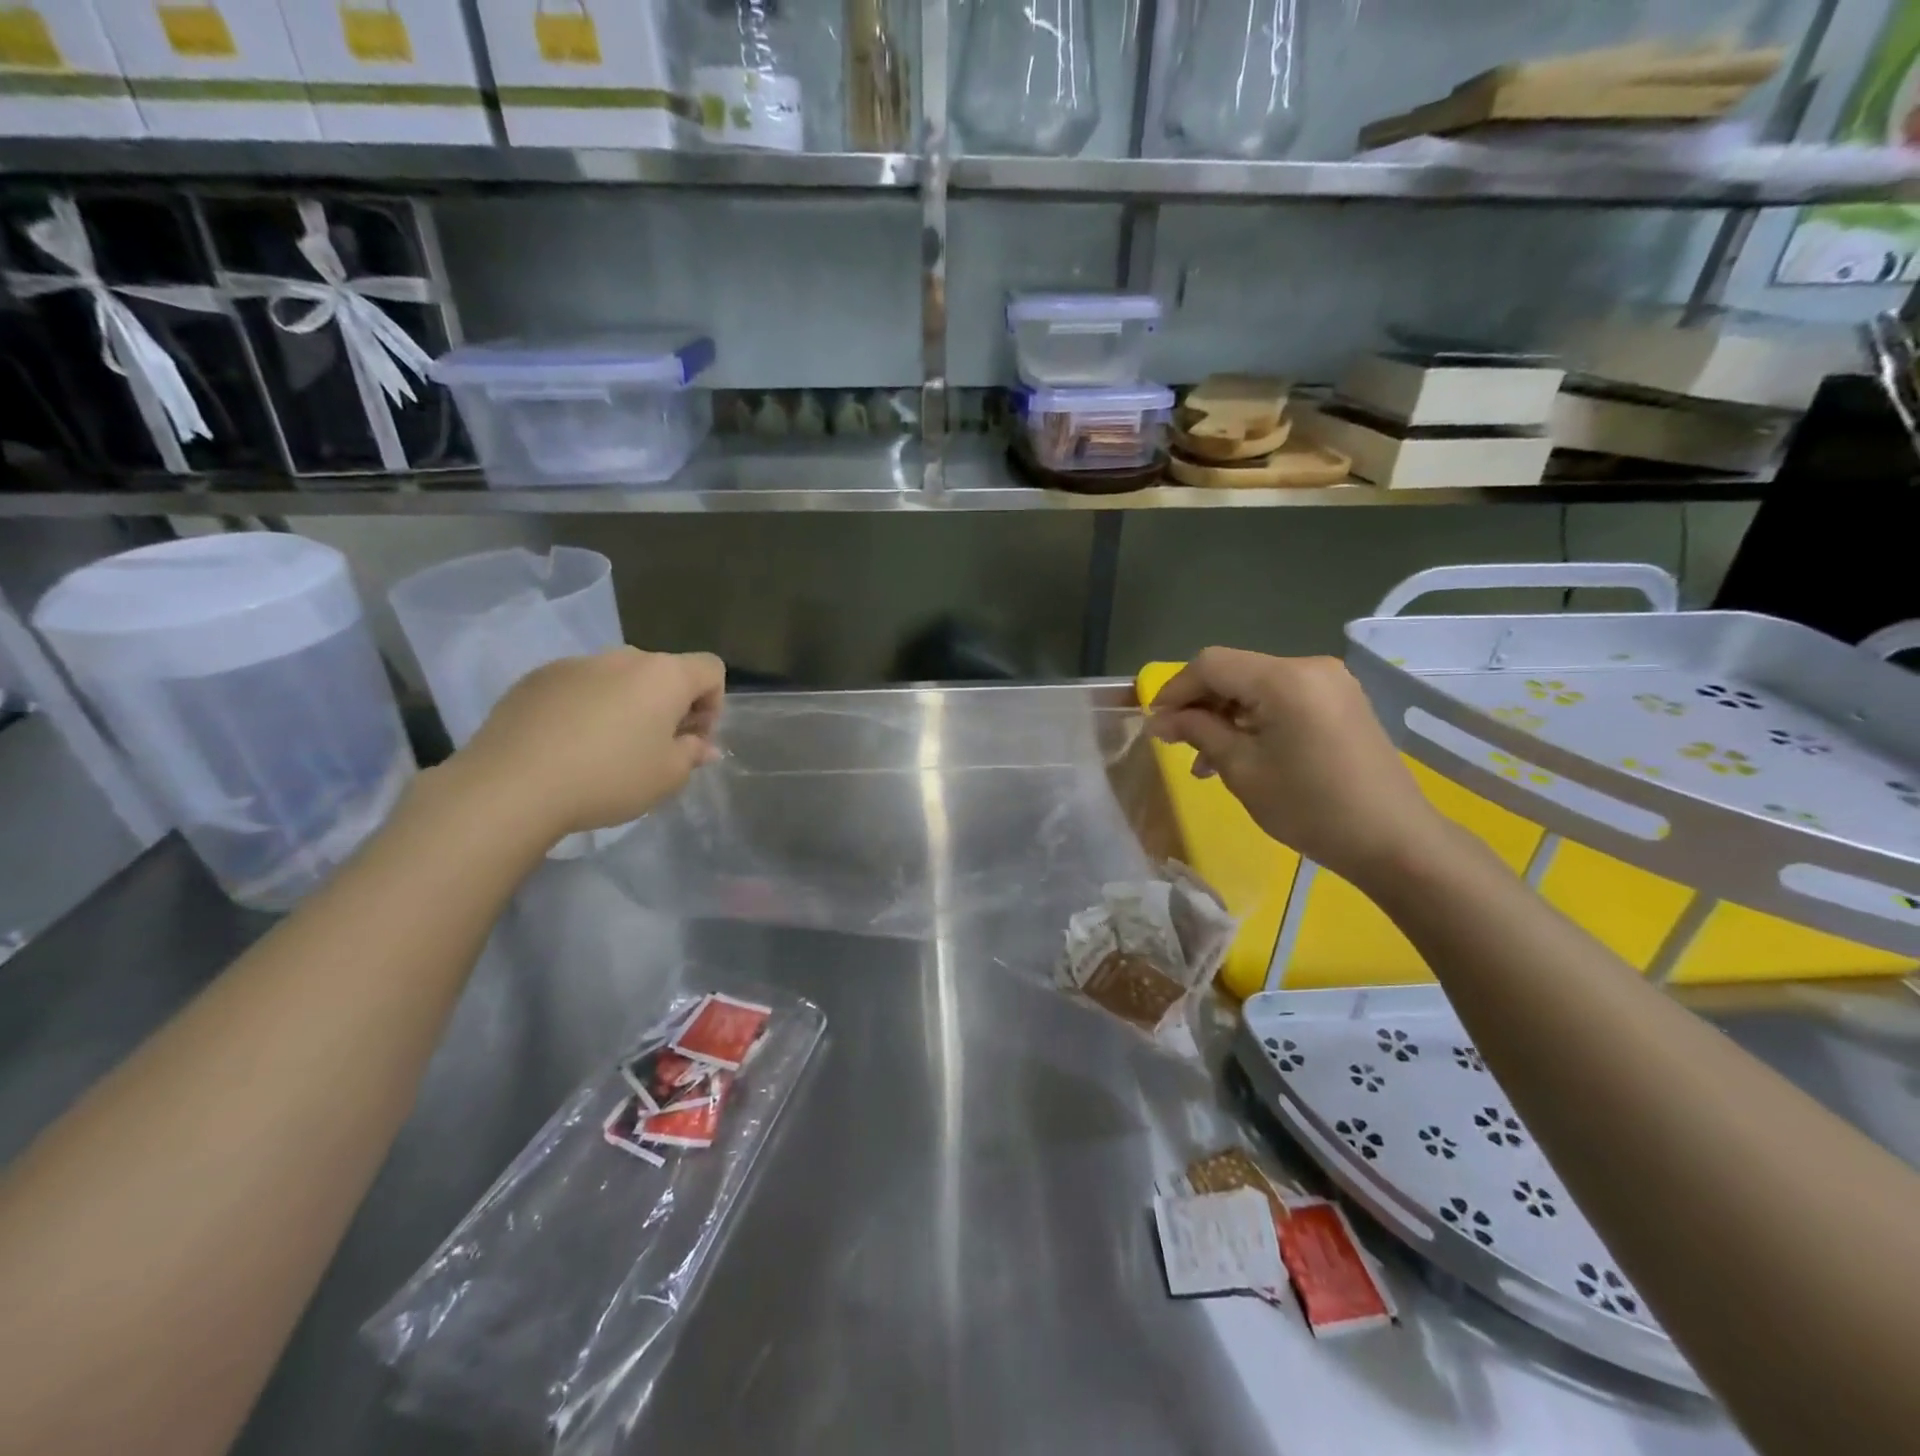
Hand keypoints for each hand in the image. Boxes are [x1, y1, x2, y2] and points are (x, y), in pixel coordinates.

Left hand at [451, 648, 724, 843]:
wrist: (512, 784)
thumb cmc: (608, 778)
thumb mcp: (667, 777)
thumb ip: (692, 754)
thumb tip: (702, 745)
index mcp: (664, 675)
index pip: (710, 669)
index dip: (713, 703)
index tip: (693, 739)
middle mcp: (624, 657)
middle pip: (663, 673)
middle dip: (669, 706)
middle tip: (655, 749)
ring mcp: (576, 663)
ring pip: (619, 679)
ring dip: (627, 705)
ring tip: (606, 749)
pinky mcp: (536, 678)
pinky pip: (578, 687)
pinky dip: (585, 708)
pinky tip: (567, 746)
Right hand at [1150, 648, 1450, 891]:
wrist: (1393, 840)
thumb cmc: (1310, 807)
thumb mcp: (1242, 769)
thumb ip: (1198, 732)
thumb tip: (1160, 720)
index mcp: (1285, 678)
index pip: (1211, 664)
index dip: (1175, 690)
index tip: (1154, 724)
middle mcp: (1309, 666)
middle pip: (1235, 671)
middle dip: (1199, 705)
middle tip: (1176, 745)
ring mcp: (1329, 683)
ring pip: (1257, 686)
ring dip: (1225, 715)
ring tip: (1205, 761)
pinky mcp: (1340, 701)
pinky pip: (1283, 698)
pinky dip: (1254, 719)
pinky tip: (1240, 753)